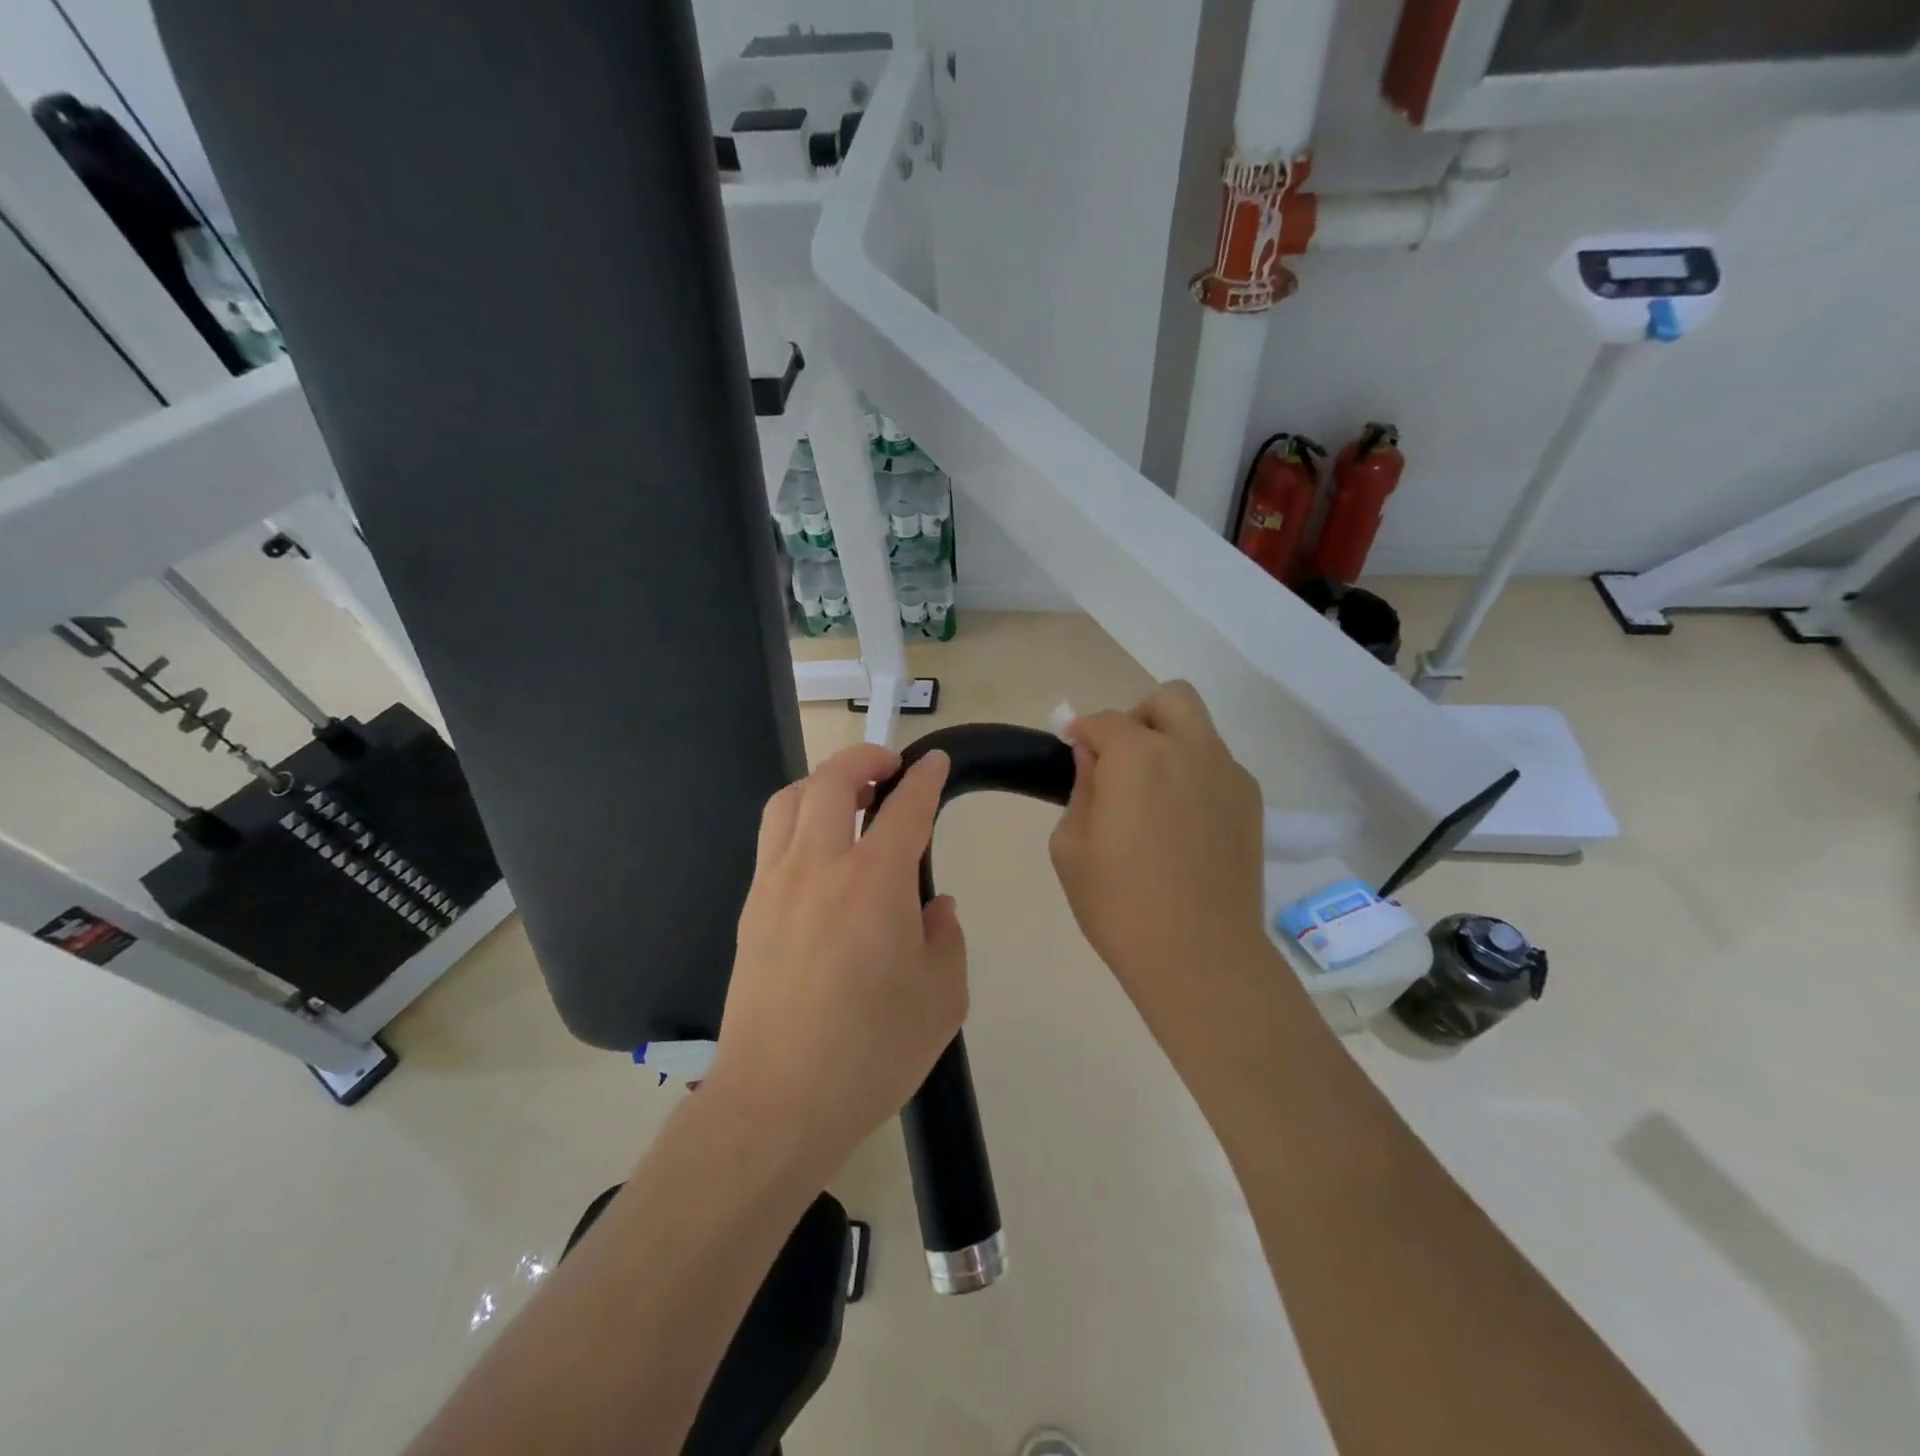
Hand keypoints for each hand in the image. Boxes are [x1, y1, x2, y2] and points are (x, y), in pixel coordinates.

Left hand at [706, 743, 966, 1179]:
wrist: (777, 1103)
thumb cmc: (872, 1053)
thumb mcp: (942, 999)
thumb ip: (945, 938)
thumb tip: (934, 906)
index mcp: (875, 882)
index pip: (906, 807)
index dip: (925, 777)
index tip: (935, 762)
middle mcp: (821, 866)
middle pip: (833, 779)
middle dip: (865, 757)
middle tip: (890, 767)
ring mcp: (776, 884)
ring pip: (790, 801)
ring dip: (822, 782)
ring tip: (848, 798)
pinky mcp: (751, 909)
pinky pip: (772, 839)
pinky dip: (798, 820)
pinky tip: (819, 851)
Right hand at [1050, 681, 1270, 1016]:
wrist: (1201, 957)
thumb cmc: (1120, 905)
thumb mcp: (1072, 847)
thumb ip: (1081, 789)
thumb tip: (1094, 760)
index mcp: (1138, 757)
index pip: (1104, 720)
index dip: (1081, 732)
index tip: (1071, 751)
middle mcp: (1190, 750)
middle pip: (1169, 699)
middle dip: (1138, 717)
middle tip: (1120, 760)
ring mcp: (1229, 774)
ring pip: (1199, 730)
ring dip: (1170, 744)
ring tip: (1152, 796)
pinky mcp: (1251, 803)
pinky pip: (1218, 766)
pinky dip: (1194, 774)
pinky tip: (1181, 823)